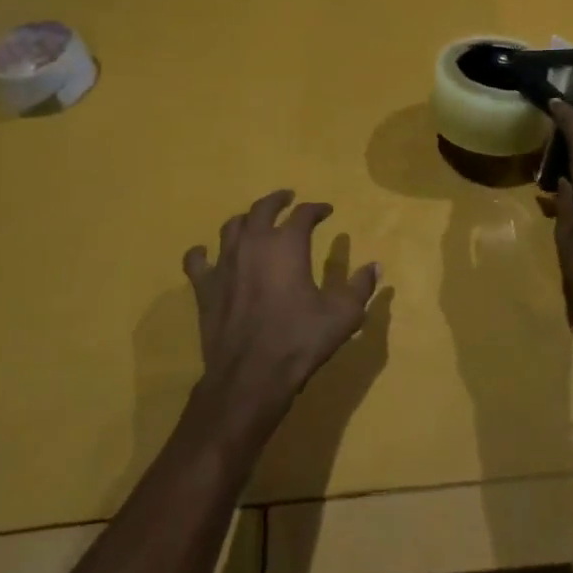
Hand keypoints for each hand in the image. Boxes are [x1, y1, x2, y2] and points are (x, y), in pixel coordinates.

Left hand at [182, 190, 380, 437]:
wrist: (252, 374)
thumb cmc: (300, 339)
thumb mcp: (344, 314)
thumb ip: (360, 286)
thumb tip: (375, 266)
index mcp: (287, 245)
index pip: (303, 214)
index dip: (317, 209)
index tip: (326, 210)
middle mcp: (253, 244)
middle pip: (262, 209)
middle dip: (277, 200)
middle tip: (287, 198)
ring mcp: (224, 264)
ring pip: (231, 227)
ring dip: (246, 220)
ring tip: (254, 221)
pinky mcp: (205, 287)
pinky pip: (197, 260)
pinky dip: (203, 253)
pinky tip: (206, 253)